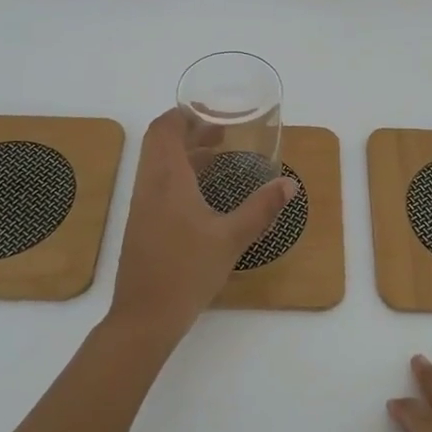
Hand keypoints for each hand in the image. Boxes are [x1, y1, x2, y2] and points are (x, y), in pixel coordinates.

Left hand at [107, 109, 296, 345]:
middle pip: (159, 142)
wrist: (144, 317)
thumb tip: (289, 184)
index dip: (184, 114)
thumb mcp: (231, 238)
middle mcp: (149, 185)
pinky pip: (157, 184)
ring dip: (183, 153)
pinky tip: (203, 194)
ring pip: (157, 164)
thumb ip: (261, 209)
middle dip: (187, 131)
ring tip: (217, 156)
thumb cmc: (187, 270)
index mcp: (167, 179)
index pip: (164, 129)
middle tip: (220, 133)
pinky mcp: (141, 225)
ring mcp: (142, 206)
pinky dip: (178, 175)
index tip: (213, 114)